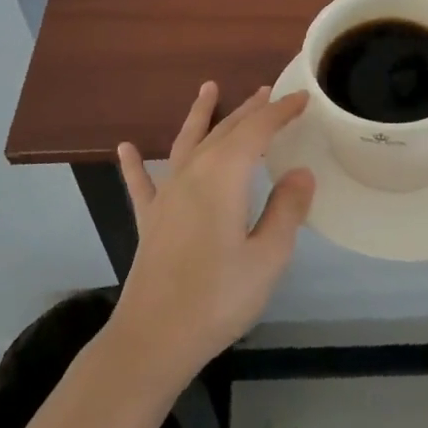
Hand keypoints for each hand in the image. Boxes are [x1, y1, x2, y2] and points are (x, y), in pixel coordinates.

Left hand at [110, 84, 314, 384]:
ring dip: (200, 114)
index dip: (280, 112)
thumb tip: (301, 172)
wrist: (153, 338)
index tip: (301, 98)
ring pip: (187, 141)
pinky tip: (126, 149)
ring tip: (208, 89)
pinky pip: (142, 182)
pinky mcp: (150, 218)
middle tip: (268, 92)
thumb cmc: (217, 298)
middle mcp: (193, 172)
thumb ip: (286, 210)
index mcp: (224, 176)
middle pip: (225, 130)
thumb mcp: (267, 258)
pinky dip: (135, 164)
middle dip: (249, 109)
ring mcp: (167, 194)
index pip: (257, 130)